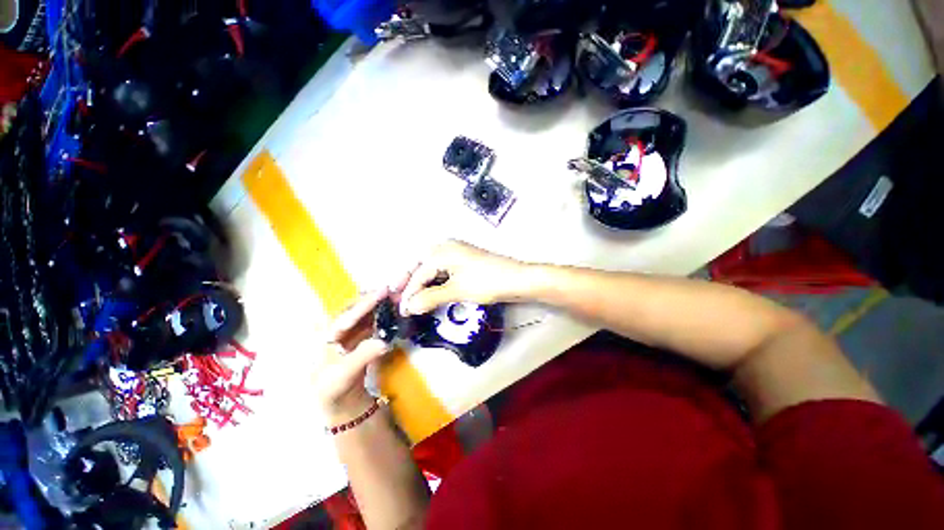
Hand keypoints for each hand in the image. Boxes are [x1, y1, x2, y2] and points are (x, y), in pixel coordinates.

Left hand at [315, 289, 392, 420]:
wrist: (338, 400)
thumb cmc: (333, 390)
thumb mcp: (344, 376)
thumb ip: (362, 356)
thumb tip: (384, 341)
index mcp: (323, 335)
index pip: (346, 315)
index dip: (365, 303)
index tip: (383, 292)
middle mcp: (333, 327)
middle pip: (356, 307)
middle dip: (375, 297)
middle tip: (395, 288)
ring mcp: (347, 330)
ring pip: (365, 311)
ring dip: (381, 303)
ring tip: (398, 294)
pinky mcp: (359, 333)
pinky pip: (372, 319)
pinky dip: (384, 312)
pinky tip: (394, 307)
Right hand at [399, 240, 526, 315]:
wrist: (517, 279)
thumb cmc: (486, 282)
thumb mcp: (456, 290)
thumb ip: (430, 297)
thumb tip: (409, 306)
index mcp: (442, 251)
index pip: (418, 273)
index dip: (409, 293)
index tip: (402, 310)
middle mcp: (446, 248)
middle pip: (422, 267)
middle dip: (410, 283)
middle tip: (400, 300)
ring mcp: (456, 254)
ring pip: (432, 269)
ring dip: (423, 283)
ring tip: (413, 299)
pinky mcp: (464, 262)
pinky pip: (443, 271)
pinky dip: (435, 282)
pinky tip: (431, 292)